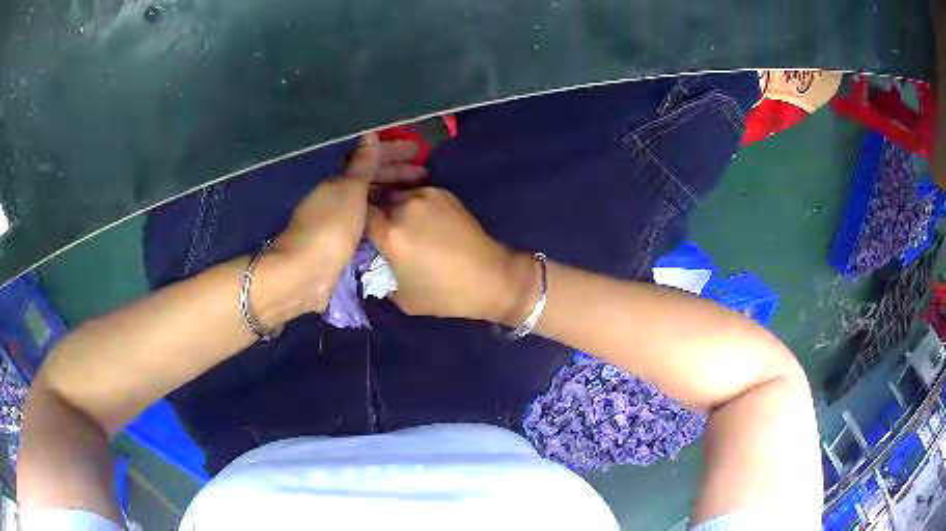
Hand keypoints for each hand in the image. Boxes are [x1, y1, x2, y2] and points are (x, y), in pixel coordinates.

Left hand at [262, 133, 426, 315]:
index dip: (393, 153)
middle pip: (369, 179)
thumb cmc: (330, 227)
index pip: (369, 160)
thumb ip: (363, 165)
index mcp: (337, 181)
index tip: (418, 151)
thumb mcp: (350, 191)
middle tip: (425, 175)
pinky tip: (394, 221)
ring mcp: (336, 221)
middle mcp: (335, 197)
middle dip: (396, 174)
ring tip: (415, 198)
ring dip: (390, 195)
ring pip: (368, 201)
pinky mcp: (339, 244)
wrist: (304, 274)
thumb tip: (370, 134)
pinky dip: (381, 216)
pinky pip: (366, 221)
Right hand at [367, 187, 538, 323]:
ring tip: (403, 225)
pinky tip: (421, 221)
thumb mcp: (400, 296)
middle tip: (380, 229)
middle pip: (376, 200)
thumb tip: (372, 258)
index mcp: (390, 233)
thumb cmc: (444, 294)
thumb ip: (379, 272)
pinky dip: (414, 205)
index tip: (358, 232)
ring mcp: (425, 196)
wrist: (490, 278)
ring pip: (397, 195)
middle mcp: (404, 207)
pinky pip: (417, 195)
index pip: (358, 215)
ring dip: (395, 207)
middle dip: (375, 212)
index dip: (355, 222)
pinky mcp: (443, 192)